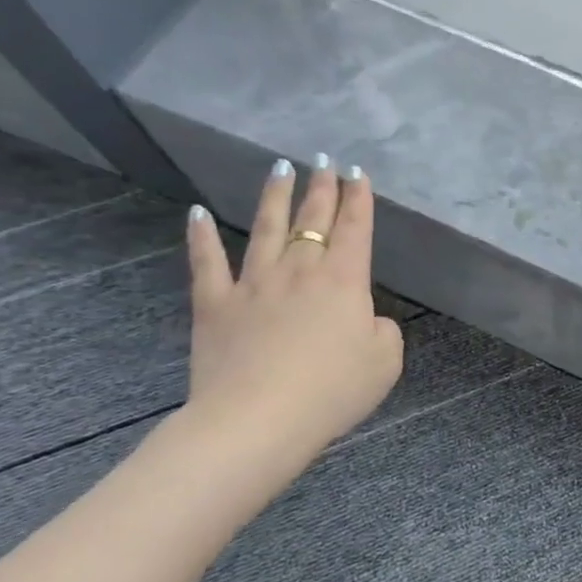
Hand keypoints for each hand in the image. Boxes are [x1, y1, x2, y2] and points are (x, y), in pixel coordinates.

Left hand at [182, 157, 404, 472]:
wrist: (258, 420)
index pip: (355, 228)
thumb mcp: (386, 360)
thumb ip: (381, 329)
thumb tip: (363, 318)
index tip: (358, 173)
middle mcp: (300, 271)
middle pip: (314, 220)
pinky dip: (200, 237)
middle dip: (322, 188)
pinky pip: (207, 263)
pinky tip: (196, 213)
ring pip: (266, 229)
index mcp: (344, 280)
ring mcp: (253, 284)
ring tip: (281, 168)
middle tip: (325, 161)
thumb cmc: (333, 390)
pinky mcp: (214, 305)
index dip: (359, 199)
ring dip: (275, 197)